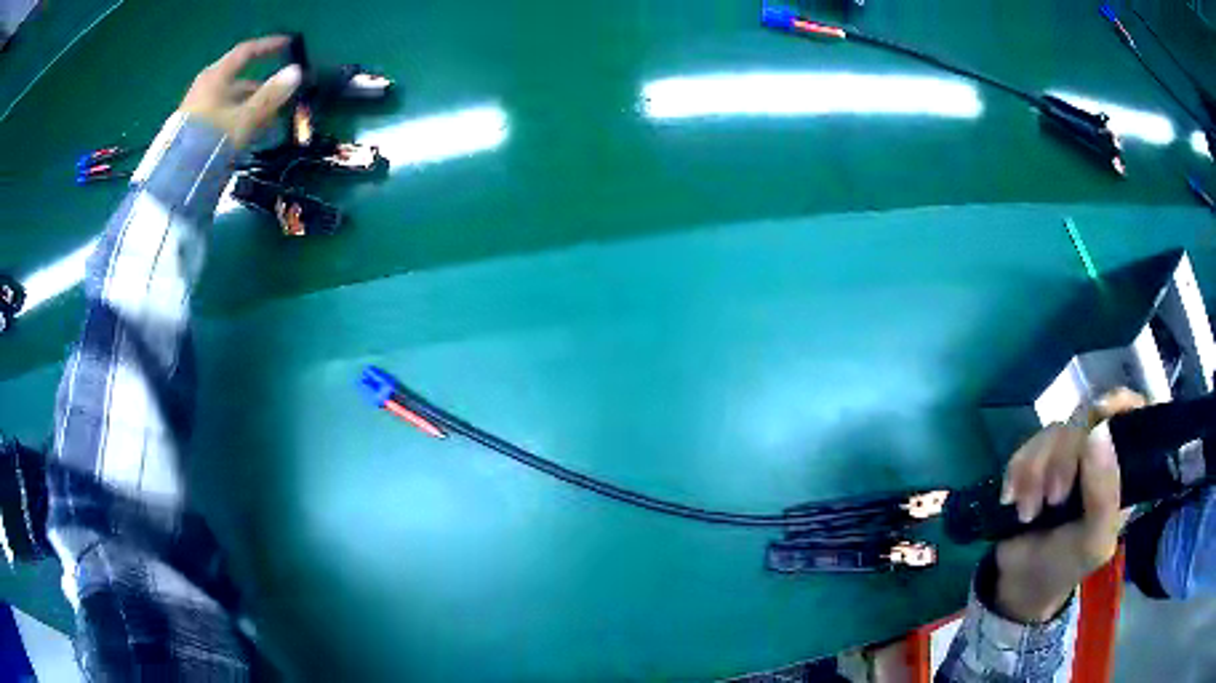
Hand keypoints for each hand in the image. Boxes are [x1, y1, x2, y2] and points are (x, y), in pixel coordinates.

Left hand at [179, 36, 301, 147]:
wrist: (174, 179)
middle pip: (237, 79)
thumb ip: (270, 95)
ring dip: (249, 106)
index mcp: (216, 77)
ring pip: (229, 100)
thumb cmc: (211, 140)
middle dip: (260, 87)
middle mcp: (204, 88)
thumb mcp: (245, 118)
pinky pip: (220, 116)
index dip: (268, 47)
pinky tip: (246, 134)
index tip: (287, 45)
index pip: (246, 52)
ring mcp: (196, 109)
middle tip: (278, 95)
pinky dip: (236, 119)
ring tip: (266, 121)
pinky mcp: (191, 130)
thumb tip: (296, 72)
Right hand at [994, 389, 1144, 622]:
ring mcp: (1068, 456)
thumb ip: (1103, 497)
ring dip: (1035, 471)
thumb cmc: (1066, 566)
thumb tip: (1098, 433)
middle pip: (1086, 422)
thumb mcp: (1092, 543)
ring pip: (1055, 432)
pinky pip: (1029, 443)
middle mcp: (1098, 455)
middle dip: (1063, 459)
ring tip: (1027, 512)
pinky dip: (1017, 470)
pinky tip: (1011, 497)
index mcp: (1121, 471)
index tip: (1100, 415)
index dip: (1119, 405)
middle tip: (1052, 499)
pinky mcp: (1039, 460)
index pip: (1131, 417)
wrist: (1020, 582)